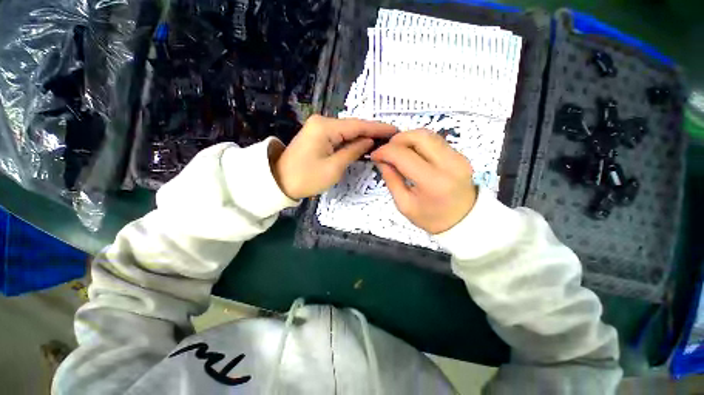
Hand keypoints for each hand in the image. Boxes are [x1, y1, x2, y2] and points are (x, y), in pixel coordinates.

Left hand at [272, 115, 396, 199]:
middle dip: (372, 132)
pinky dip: (352, 141)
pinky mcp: (317, 136)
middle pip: (353, 126)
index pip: (358, 125)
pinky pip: (339, 136)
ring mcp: (318, 128)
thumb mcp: (333, 167)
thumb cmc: (306, 178)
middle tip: (391, 137)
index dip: (377, 128)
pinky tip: (364, 144)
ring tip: (382, 141)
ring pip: (347, 131)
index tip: (395, 130)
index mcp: (325, 127)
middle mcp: (322, 122)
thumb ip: (353, 151)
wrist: (279, 182)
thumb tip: (369, 142)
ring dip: (363, 137)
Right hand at [371, 129, 476, 233]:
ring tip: (397, 151)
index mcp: (433, 182)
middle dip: (397, 139)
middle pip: (419, 136)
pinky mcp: (460, 154)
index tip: (375, 155)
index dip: (385, 151)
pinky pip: (435, 140)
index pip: (404, 155)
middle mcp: (449, 164)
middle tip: (387, 150)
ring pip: (428, 134)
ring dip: (408, 139)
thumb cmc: (431, 218)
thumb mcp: (404, 204)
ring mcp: (458, 157)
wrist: (464, 221)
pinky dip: (419, 143)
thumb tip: (381, 160)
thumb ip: (391, 180)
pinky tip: (411, 153)